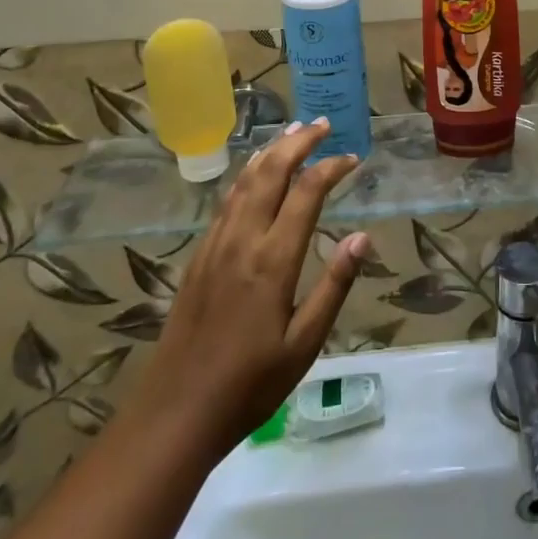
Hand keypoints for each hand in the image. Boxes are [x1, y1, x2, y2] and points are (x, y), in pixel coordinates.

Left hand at [129, 121, 368, 460]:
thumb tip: (363, 236)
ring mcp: (216, 245)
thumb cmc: (250, 384)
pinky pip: (227, 200)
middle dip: (298, 142)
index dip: (331, 167)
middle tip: (323, 125)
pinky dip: (247, 175)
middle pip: (271, 172)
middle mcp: (242, 240)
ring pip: (244, 181)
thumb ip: (334, 285)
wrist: (175, 413)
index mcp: (273, 260)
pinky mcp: (199, 256)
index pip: (306, 193)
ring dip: (271, 151)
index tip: (353, 158)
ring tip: (292, 132)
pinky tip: (254, 174)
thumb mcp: (304, 344)